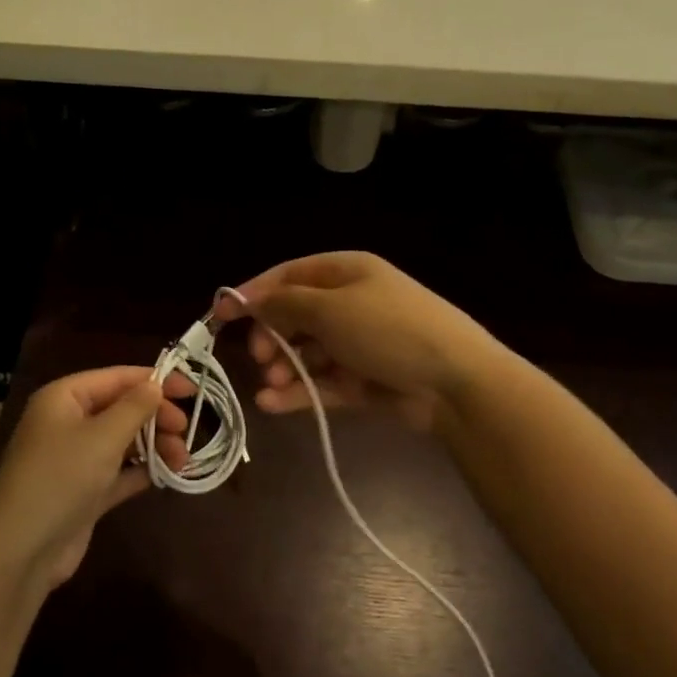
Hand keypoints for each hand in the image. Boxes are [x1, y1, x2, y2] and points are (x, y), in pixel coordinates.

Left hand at [0, 366, 191, 590]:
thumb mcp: (103, 436)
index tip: (192, 390)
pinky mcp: (84, 491)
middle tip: (185, 432)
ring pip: (123, 441)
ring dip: (154, 445)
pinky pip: (119, 471)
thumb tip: (155, 384)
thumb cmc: (61, 478)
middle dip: (156, 417)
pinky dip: (141, 470)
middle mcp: (68, 422)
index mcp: (64, 398)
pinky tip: (167, 475)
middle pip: (122, 408)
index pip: (117, 378)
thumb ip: (135, 407)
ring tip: (182, 460)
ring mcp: (75, 459)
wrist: (21, 550)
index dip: (156, 380)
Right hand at [212, 252, 502, 430]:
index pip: (289, 276)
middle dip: (273, 335)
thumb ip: (285, 303)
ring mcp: (359, 343)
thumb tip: (252, 300)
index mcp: (346, 272)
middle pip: (296, 315)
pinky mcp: (364, 380)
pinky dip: (298, 391)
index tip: (221, 314)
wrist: (455, 382)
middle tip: (261, 357)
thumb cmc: (389, 330)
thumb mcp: (331, 308)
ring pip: (307, 352)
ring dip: (285, 367)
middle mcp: (350, 303)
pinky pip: (322, 381)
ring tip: (272, 383)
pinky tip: (272, 403)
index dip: (253, 293)